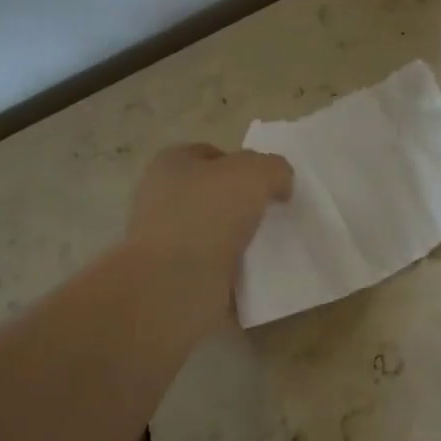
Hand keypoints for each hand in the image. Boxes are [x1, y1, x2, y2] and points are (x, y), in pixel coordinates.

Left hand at [124, 143, 292, 334]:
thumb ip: (274, 169)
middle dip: (243, 203)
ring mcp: (165, 240)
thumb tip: (279, 184)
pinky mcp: (173, 276)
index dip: (242, 163)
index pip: (212, 154)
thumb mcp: (254, 173)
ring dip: (239, 239)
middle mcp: (161, 198)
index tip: (268, 184)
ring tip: (269, 246)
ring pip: (214, 231)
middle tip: (273, 214)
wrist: (174, 286)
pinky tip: (254, 274)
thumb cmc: (208, 214)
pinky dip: (232, 270)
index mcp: (170, 164)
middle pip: (213, 193)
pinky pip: (212, 266)